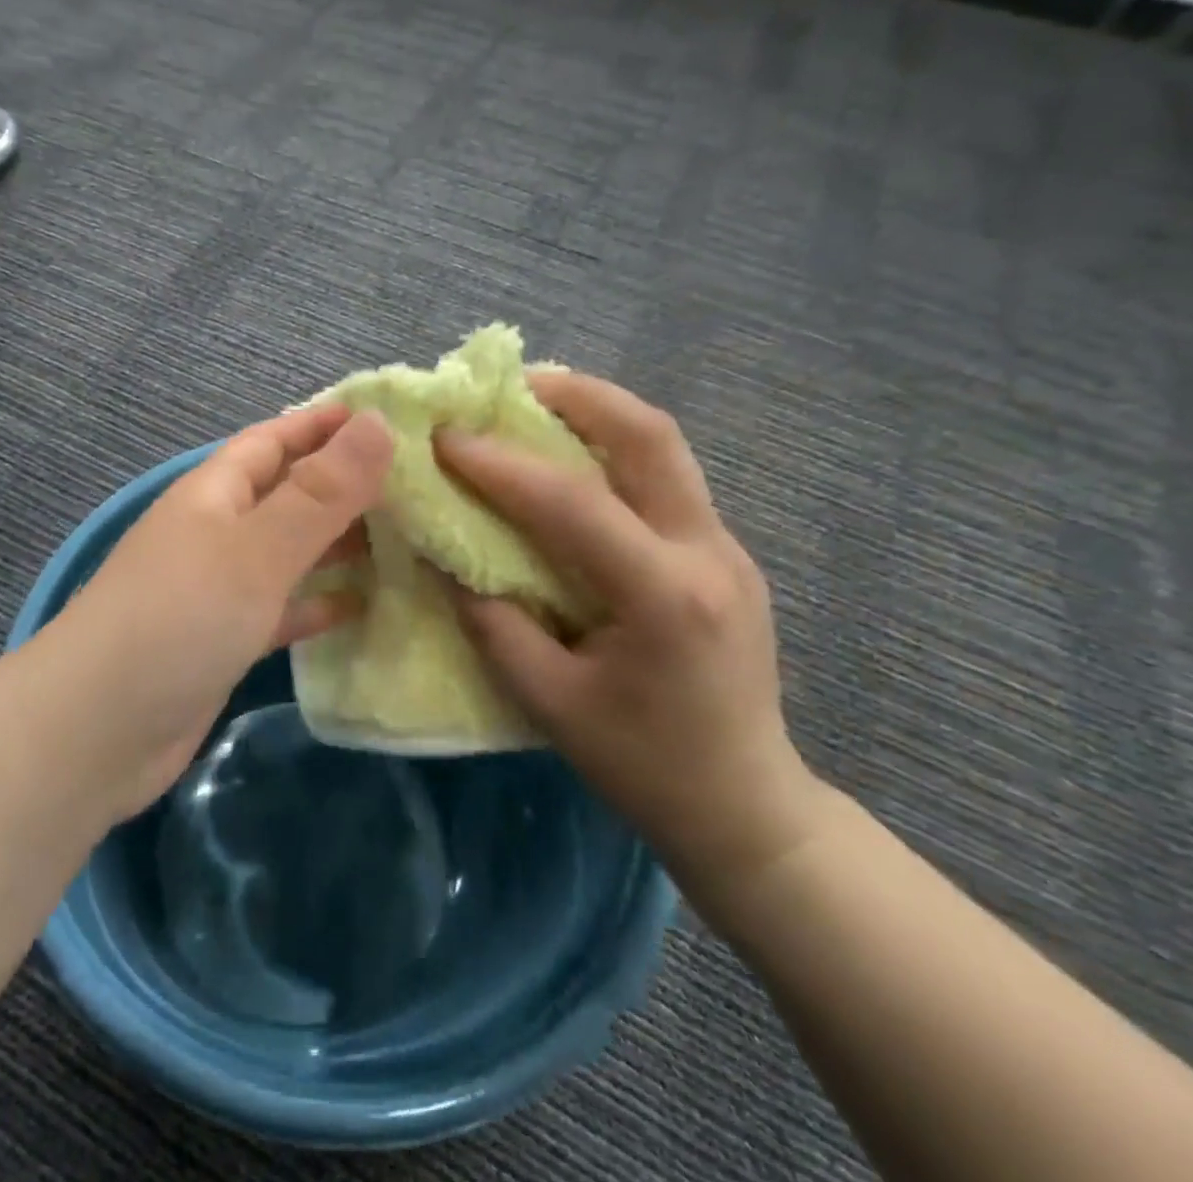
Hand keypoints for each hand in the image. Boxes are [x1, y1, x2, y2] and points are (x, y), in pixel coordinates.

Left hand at [36, 404, 392, 819]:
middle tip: (415, 484)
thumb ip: (321, 492)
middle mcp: (215, 532)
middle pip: (287, 495)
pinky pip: (281, 608)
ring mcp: (218, 589)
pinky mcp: (224, 640)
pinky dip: (318, 603)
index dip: (324, 425)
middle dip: (343, 486)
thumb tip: (377, 423)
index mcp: (214, 493)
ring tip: (406, 539)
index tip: (387, 417)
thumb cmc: (179, 620)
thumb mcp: (256, 548)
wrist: (96, 732)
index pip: (274, 439)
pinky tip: (362, 606)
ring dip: (337, 545)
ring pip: (289, 553)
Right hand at [436, 372, 826, 896]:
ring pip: (666, 449)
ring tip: (539, 405)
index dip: (500, 465)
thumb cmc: (642, 764)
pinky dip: (614, 454)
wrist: (747, 808)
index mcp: (664, 596)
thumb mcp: (547, 702)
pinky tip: (574, 466)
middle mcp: (708, 553)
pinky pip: (665, 482)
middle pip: (651, 437)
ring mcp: (727, 549)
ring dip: (601, 414)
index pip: (572, 503)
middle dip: (579, 396)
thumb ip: (491, 621)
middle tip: (514, 384)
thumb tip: (446, 556)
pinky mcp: (724, 556)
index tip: (446, 438)